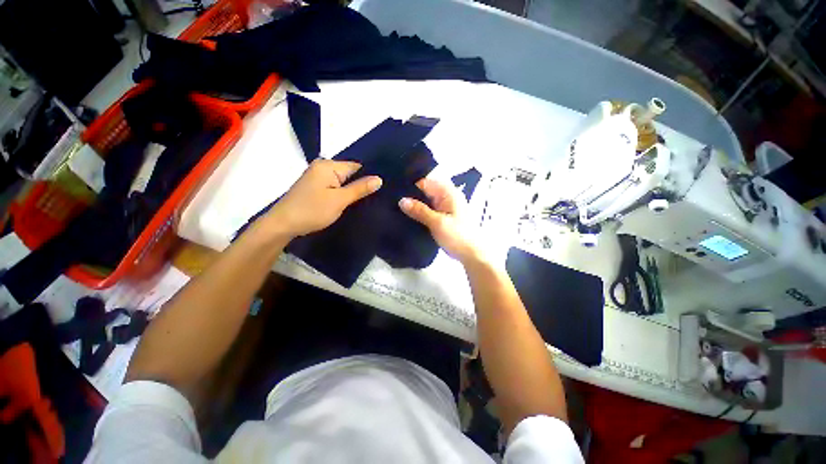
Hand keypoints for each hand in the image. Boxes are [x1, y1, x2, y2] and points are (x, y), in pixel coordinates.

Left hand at [265, 159, 381, 238]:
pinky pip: (336, 186)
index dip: (369, 176)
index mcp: (328, 165)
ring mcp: (318, 177)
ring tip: (369, 199)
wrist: (283, 224)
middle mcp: (322, 167)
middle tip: (378, 195)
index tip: (383, 187)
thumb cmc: (312, 210)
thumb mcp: (339, 200)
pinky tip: (352, 201)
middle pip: (350, 173)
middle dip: (362, 183)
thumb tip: (379, 179)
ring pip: (343, 181)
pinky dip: (344, 193)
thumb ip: (360, 188)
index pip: (356, 166)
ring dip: (353, 190)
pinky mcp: (316, 187)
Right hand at [399, 178, 480, 262]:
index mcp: (449, 193)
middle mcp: (447, 197)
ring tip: (396, 207)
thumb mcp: (437, 223)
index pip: (427, 182)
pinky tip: (408, 216)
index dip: (412, 184)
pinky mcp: (443, 217)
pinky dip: (420, 212)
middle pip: (426, 191)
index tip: (395, 189)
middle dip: (411, 194)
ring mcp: (445, 207)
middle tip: (392, 199)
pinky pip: (429, 210)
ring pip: (426, 201)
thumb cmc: (457, 236)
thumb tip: (401, 200)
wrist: (471, 254)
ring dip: (415, 204)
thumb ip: (420, 210)